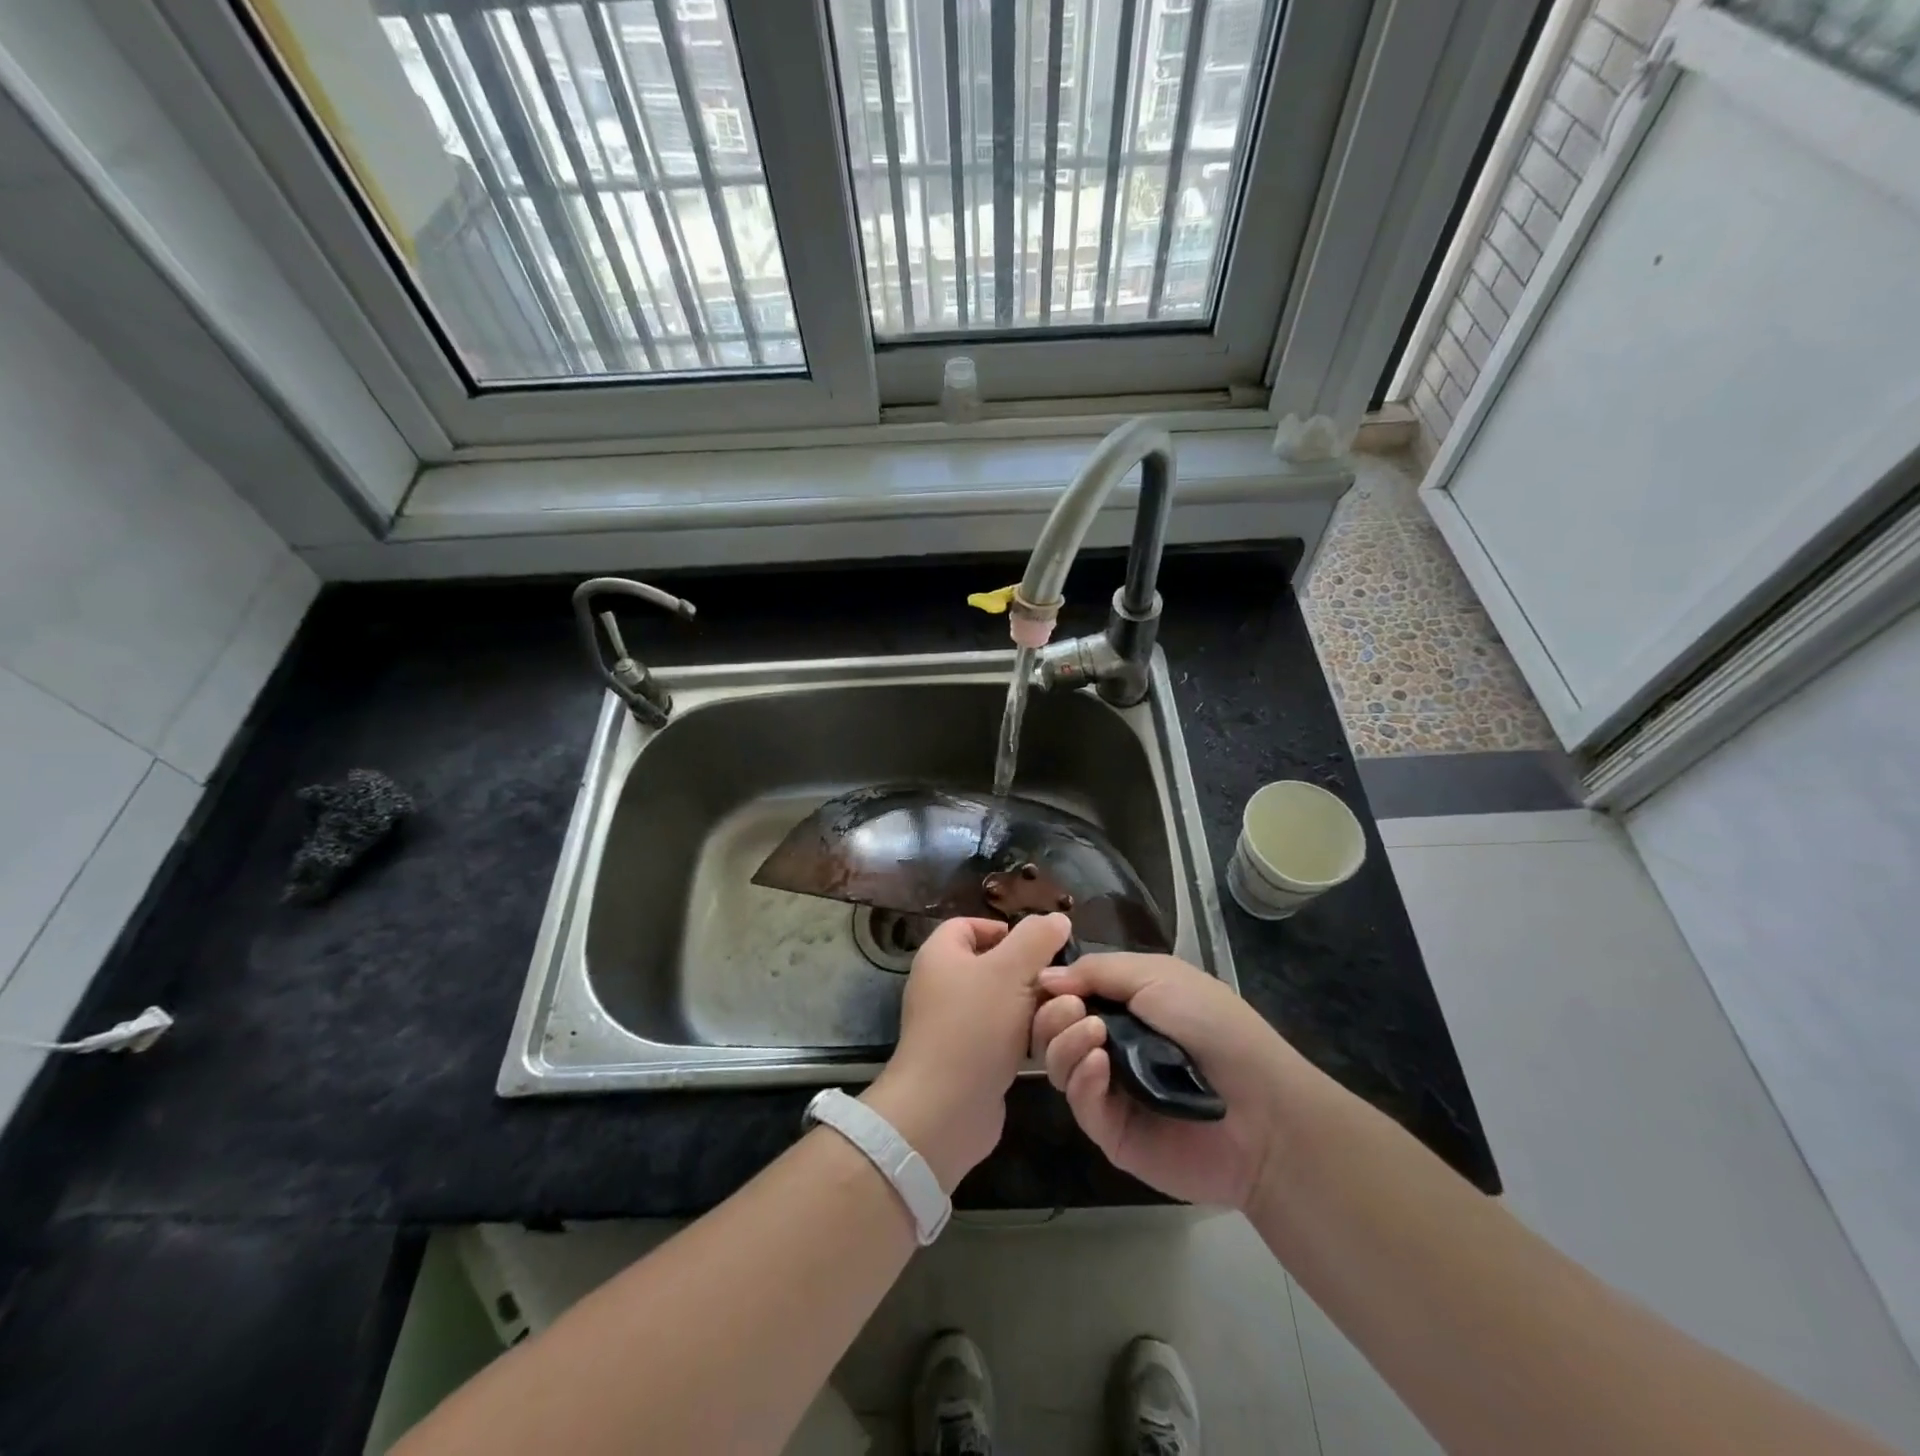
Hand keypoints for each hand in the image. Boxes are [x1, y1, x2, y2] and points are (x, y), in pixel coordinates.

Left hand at [863, 913, 1071, 1191]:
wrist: (944, 1110)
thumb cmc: (974, 1027)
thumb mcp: (1011, 971)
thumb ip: (1036, 939)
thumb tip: (1057, 918)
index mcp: (941, 955)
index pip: (970, 925)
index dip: (1004, 929)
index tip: (1039, 945)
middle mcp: (942, 985)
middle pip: (992, 965)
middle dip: (1028, 972)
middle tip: (1060, 982)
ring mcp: (953, 1025)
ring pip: (1002, 1003)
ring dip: (1033, 1009)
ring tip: (1063, 1014)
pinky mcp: (967, 1059)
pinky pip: (1001, 1036)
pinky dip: (1024, 1038)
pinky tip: (1049, 1044)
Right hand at [1031, 953, 1294, 1211]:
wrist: (1262, 1108)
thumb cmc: (1213, 1025)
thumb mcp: (1158, 975)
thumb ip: (1098, 971)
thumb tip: (1045, 976)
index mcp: (1122, 1004)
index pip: (1067, 992)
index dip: (1051, 985)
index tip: (1041, 978)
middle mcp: (1108, 1042)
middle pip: (1052, 1029)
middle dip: (1052, 1014)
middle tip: (1072, 1009)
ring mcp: (1108, 1088)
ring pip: (1058, 1064)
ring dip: (1064, 1042)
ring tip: (1092, 1034)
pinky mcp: (1111, 1130)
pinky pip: (1079, 1102)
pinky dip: (1081, 1078)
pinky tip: (1099, 1065)